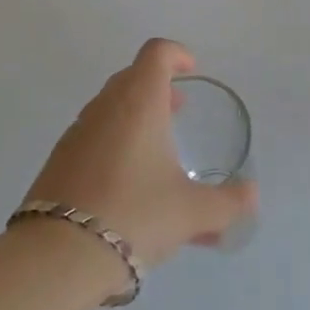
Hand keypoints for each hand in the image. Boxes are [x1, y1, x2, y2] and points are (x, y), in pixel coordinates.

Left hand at [25, 38, 257, 268]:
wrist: (58, 256)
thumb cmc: (135, 215)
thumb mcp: (192, 212)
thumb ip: (227, 202)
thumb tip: (251, 195)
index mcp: (139, 102)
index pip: (156, 53)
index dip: (177, 55)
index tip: (192, 72)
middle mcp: (105, 108)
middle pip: (132, 78)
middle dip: (158, 88)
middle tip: (179, 111)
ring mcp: (77, 134)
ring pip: (111, 110)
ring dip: (136, 119)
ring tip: (158, 156)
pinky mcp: (58, 162)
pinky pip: (94, 140)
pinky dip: (116, 147)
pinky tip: (129, 188)